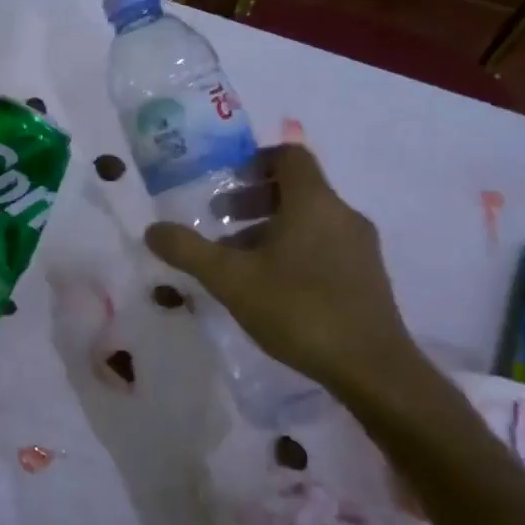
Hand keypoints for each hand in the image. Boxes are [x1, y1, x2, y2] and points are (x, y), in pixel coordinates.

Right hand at [143, 144, 436, 415]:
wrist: (371, 368)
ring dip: (270, 227)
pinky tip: (271, 286)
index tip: (225, 180)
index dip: (255, 160)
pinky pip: (324, 244)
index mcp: (312, 202)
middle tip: (219, 219)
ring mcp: (359, 246)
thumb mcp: (229, 279)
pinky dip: (293, 248)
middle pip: (296, 188)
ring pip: (309, 219)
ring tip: (238, 258)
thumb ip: (188, 250)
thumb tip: (152, 230)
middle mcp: (341, 214)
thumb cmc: (297, 308)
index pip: (289, 156)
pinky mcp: (367, 276)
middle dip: (253, 198)